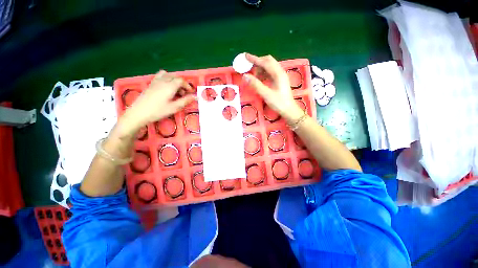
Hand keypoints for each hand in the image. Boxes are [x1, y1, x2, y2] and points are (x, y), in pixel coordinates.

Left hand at [119, 70, 195, 135]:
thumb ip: (185, 101)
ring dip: (174, 80)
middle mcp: (162, 81)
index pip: (181, 80)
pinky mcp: (150, 84)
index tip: (191, 93)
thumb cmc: (158, 111)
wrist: (138, 113)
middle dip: (182, 83)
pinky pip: (160, 76)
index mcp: (169, 86)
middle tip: (184, 93)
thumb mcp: (174, 107)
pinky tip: (166, 88)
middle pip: (175, 77)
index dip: (188, 86)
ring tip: (176, 89)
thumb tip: (195, 97)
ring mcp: (155, 81)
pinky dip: (166, 79)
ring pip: (167, 75)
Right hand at [243, 53, 303, 122]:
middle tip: (249, 67)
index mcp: (278, 74)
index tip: (246, 56)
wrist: (289, 110)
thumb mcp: (266, 94)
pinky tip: (259, 79)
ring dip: (260, 68)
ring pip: (269, 67)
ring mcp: (280, 76)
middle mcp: (280, 72)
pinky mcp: (280, 80)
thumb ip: (256, 84)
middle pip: (268, 61)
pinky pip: (270, 73)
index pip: (265, 62)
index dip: (255, 59)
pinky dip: (263, 73)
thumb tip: (245, 76)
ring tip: (253, 75)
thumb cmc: (278, 102)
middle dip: (258, 62)